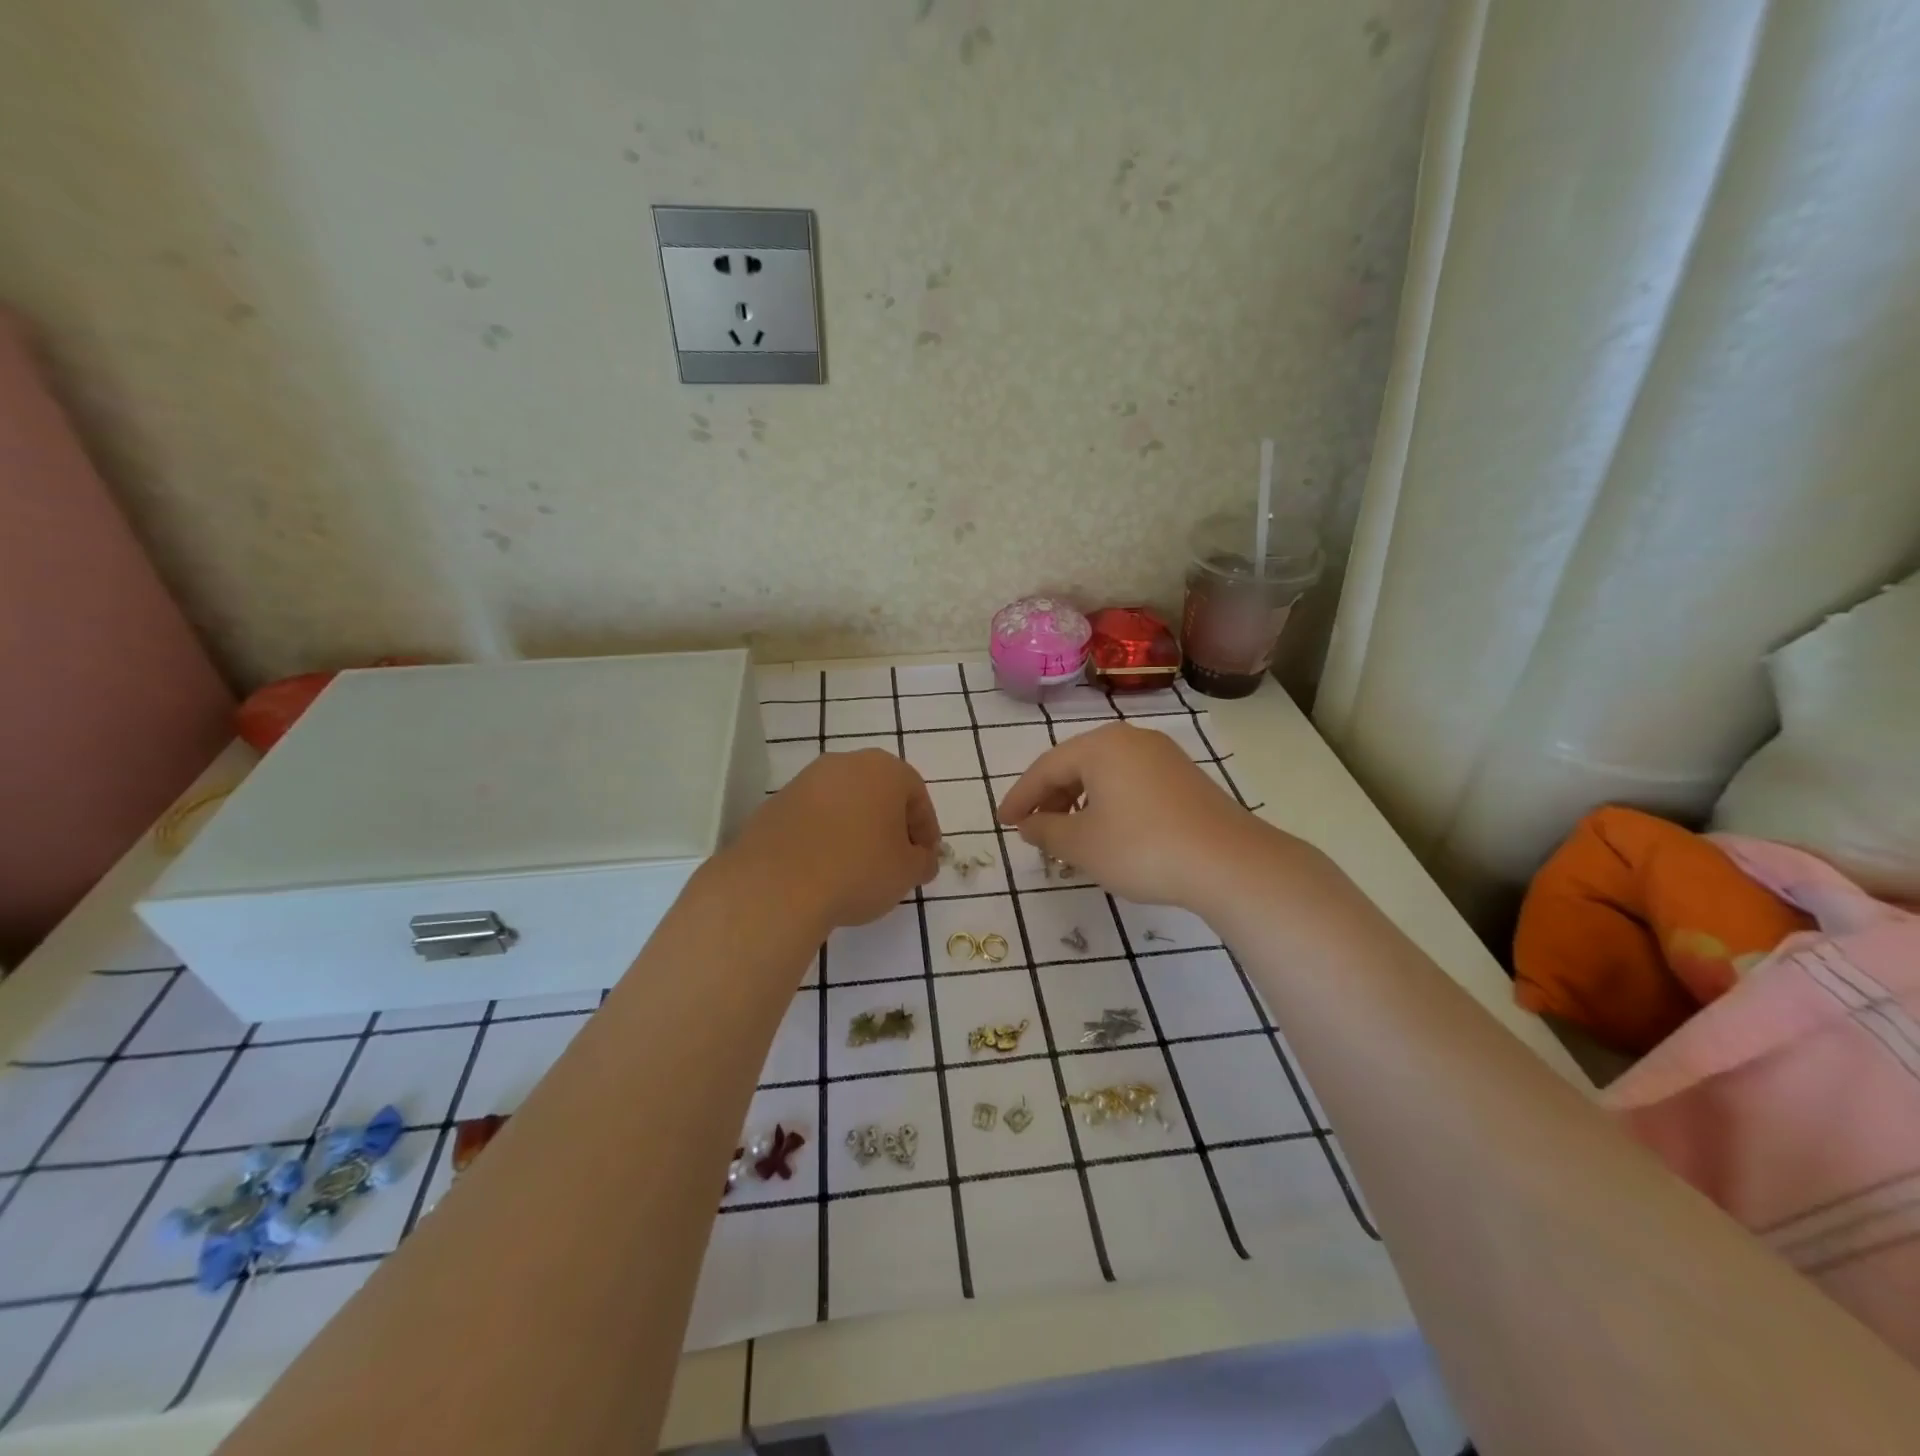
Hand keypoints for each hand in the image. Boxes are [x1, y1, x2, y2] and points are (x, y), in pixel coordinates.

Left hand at [731, 749, 941, 930]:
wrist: (777, 884)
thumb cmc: (859, 869)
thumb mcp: (907, 872)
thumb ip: (923, 861)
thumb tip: (922, 859)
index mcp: (884, 770)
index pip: (917, 796)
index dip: (926, 830)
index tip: (925, 859)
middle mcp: (844, 764)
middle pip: (879, 794)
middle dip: (891, 825)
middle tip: (896, 861)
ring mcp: (805, 781)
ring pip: (844, 803)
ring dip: (856, 829)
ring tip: (858, 868)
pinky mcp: (776, 803)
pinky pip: (813, 818)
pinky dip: (825, 837)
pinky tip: (825, 868)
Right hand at [997, 723, 1276, 911]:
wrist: (1229, 862)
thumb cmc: (1142, 847)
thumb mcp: (1082, 845)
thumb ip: (1045, 831)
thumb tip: (1029, 824)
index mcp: (1101, 746)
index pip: (1046, 768)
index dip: (1020, 797)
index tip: (1003, 822)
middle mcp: (1131, 739)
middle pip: (1076, 765)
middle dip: (1050, 798)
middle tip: (1033, 829)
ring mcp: (1162, 756)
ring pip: (1105, 774)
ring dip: (1078, 802)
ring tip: (1068, 835)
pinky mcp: (1184, 777)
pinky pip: (1131, 782)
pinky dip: (1108, 803)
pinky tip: (1108, 831)